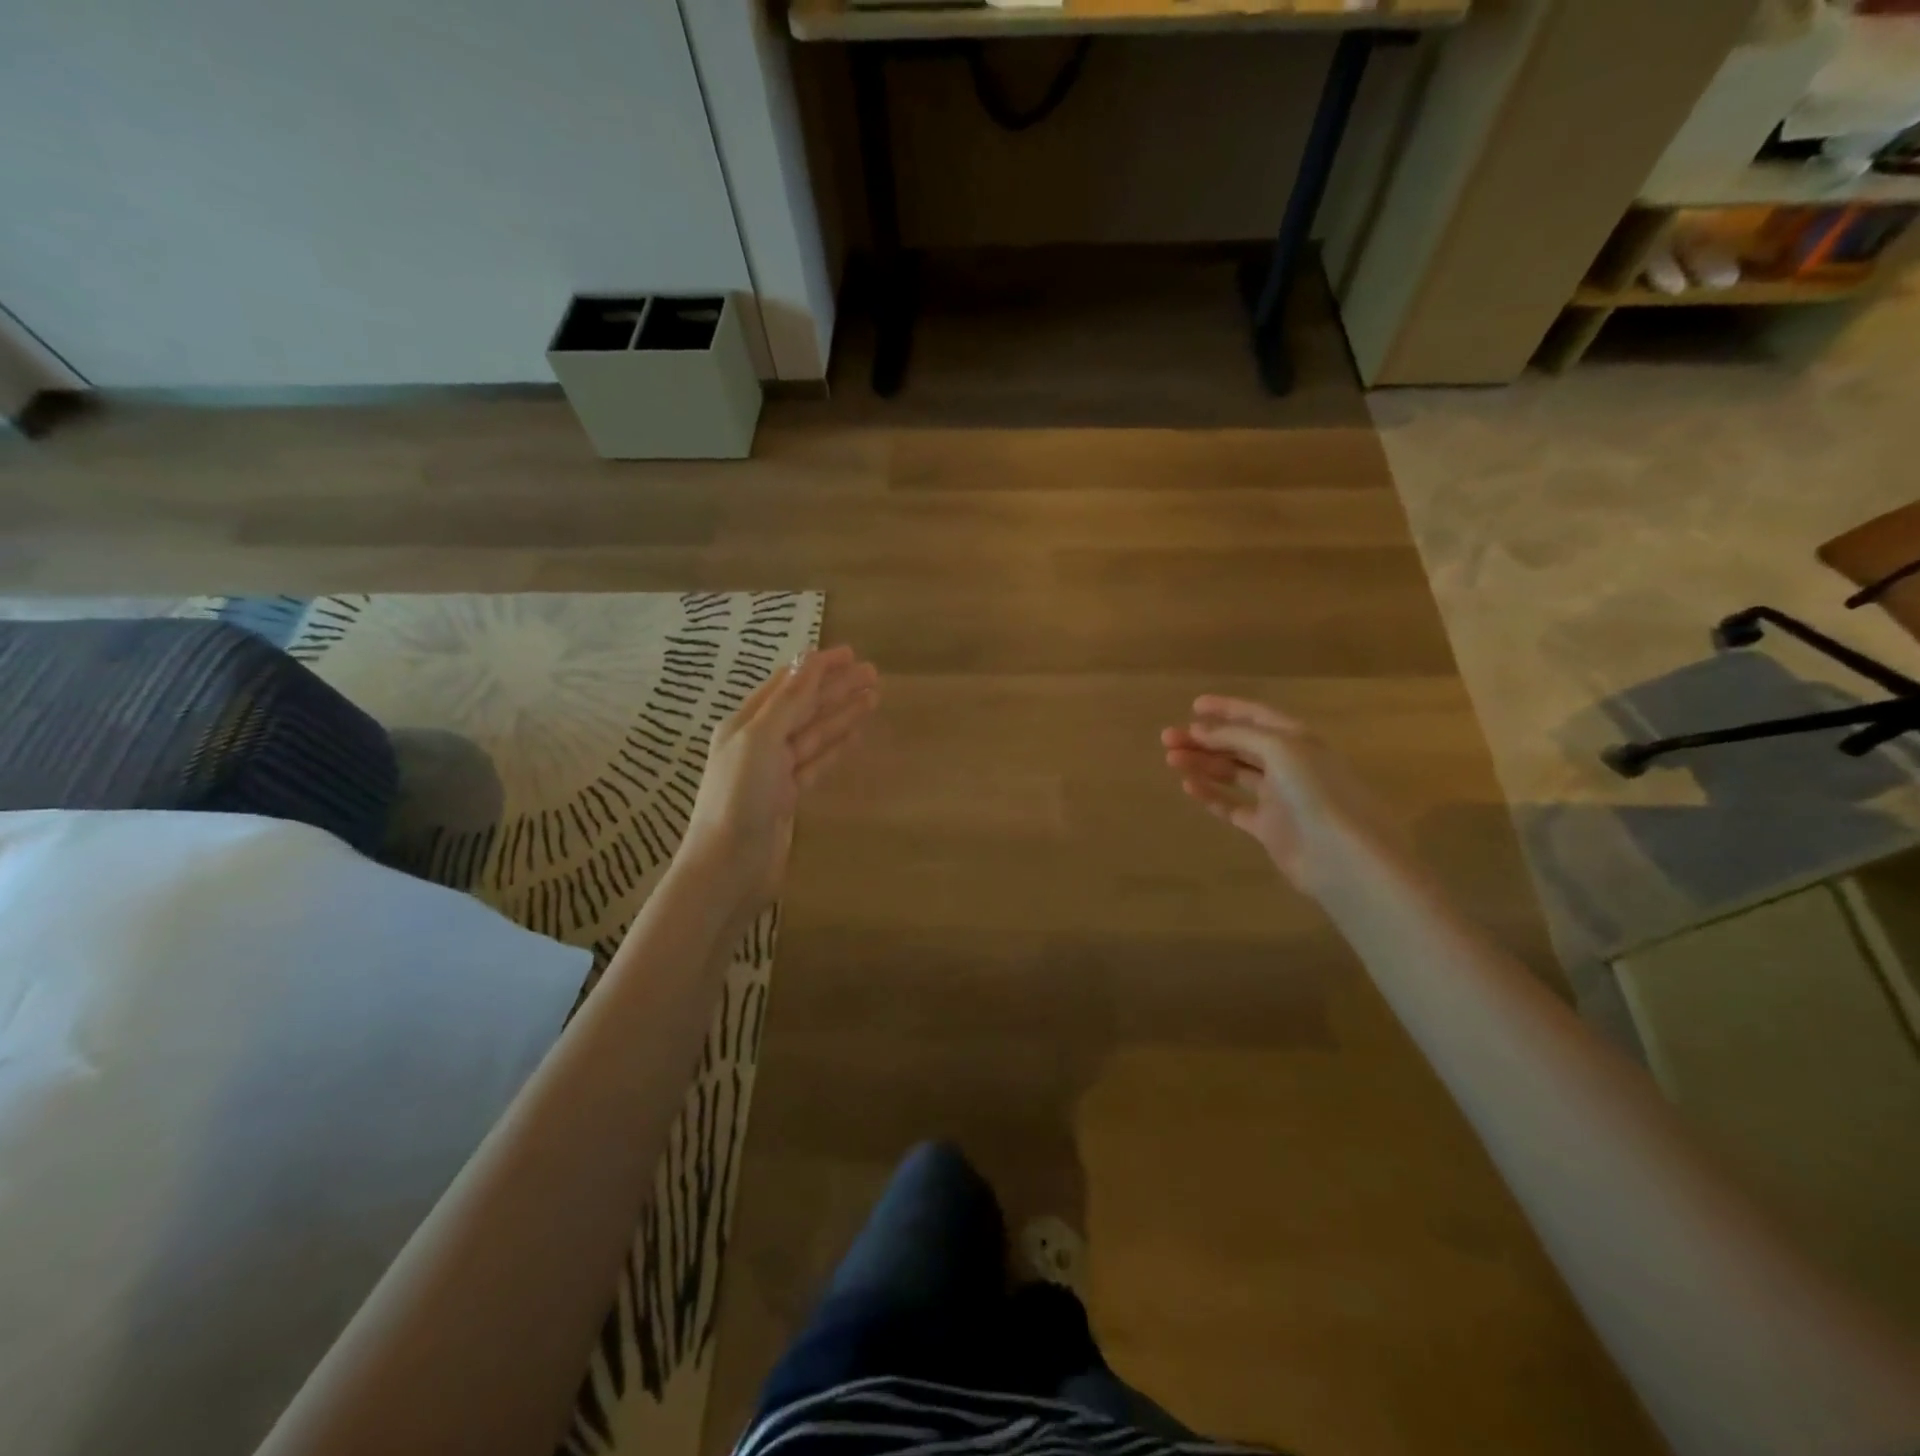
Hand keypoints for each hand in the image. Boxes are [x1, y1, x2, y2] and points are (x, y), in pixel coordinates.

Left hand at [682, 644, 878, 917]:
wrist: (729, 867)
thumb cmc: (739, 798)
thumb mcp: (761, 739)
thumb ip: (788, 701)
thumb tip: (808, 658)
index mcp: (745, 723)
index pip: (787, 685)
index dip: (817, 668)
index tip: (850, 653)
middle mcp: (759, 742)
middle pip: (804, 707)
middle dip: (836, 689)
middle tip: (874, 673)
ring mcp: (775, 771)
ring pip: (815, 734)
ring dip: (842, 714)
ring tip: (874, 697)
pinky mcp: (790, 798)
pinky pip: (818, 763)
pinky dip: (837, 747)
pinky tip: (856, 734)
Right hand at [1161, 695, 1404, 899]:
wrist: (1343, 856)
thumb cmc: (1315, 792)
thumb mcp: (1279, 750)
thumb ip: (1238, 737)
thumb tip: (1199, 730)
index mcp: (1296, 740)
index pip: (1256, 716)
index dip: (1226, 709)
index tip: (1193, 706)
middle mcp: (1287, 764)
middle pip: (1239, 745)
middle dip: (1204, 739)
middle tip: (1167, 739)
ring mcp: (1277, 797)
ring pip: (1232, 773)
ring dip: (1202, 764)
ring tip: (1171, 760)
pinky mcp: (1268, 827)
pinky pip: (1233, 806)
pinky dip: (1211, 795)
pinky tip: (1189, 787)